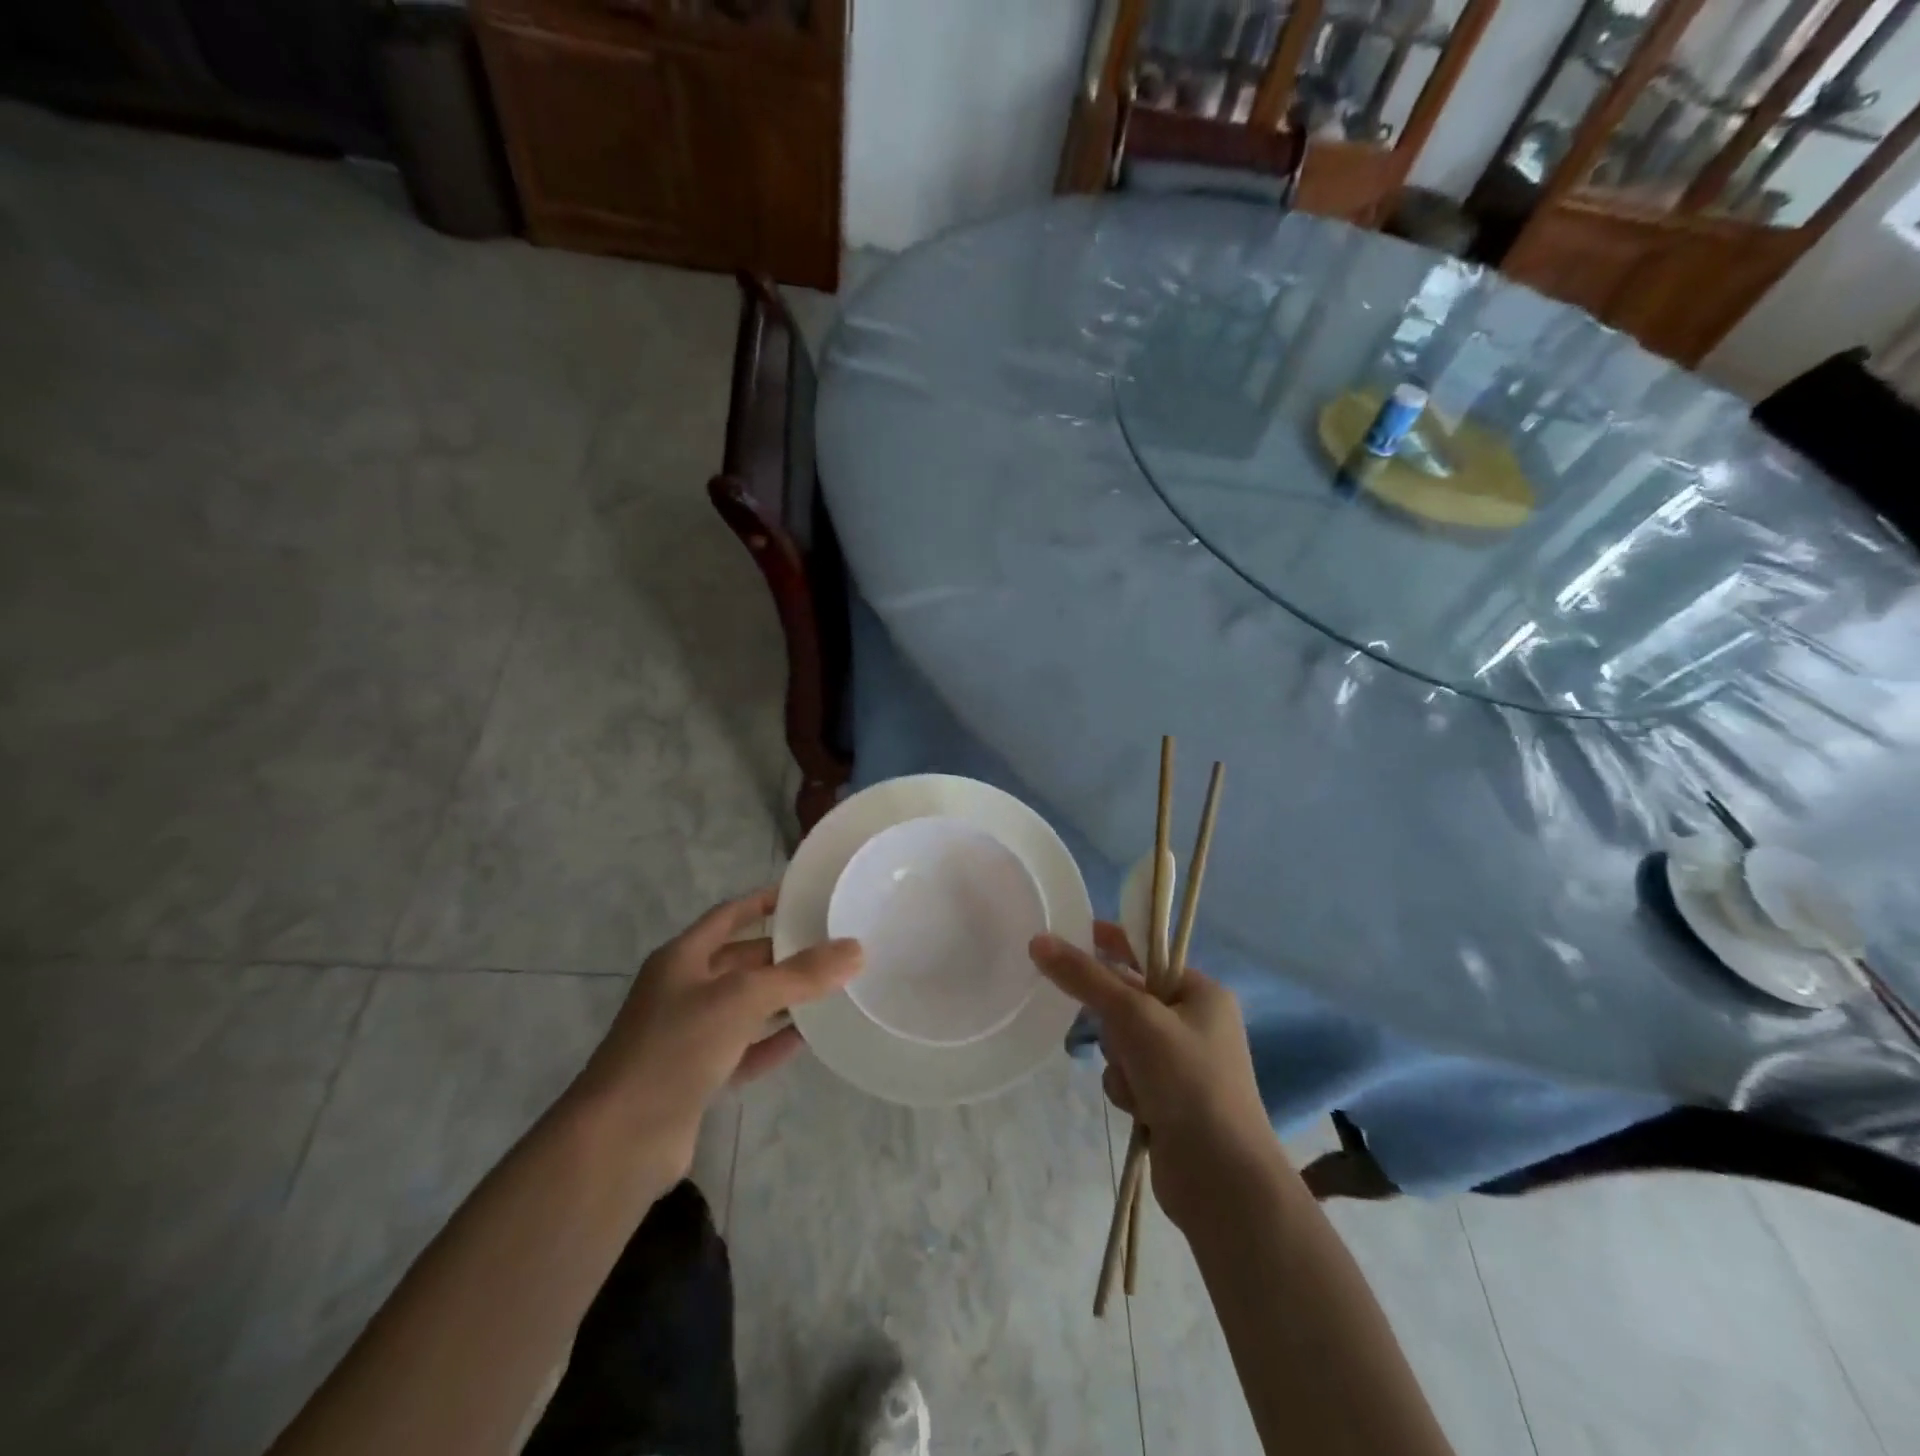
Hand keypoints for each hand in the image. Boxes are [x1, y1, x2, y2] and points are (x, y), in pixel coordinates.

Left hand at [574, 888, 862, 1175]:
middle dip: (781, 954)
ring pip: (744, 1007)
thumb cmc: (676, 1048)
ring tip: (830, 989)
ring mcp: (687, 1036)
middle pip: (740, 962)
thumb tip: (855, 949)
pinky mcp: (696, 1078)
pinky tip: (806, 1038)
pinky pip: (743, 1050)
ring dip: (781, 999)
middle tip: (831, 947)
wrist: (620, 1140)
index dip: (762, 902)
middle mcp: (682, 991)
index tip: (802, 895)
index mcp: (682, 959)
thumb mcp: (742, 998)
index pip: (728, 916)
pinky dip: (771, 1042)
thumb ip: (800, 975)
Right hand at [1030, 923, 1274, 1227]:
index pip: (1148, 953)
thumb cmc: (1187, 1080)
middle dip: (1115, 1021)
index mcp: (1202, 992)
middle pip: (1129, 999)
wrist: (1220, 1178)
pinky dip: (1126, 1087)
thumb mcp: (1134, 1018)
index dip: (1111, 943)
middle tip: (1117, 1036)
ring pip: (1123, 1040)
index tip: (1073, 935)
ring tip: (1135, 1084)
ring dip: (1119, 1060)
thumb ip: (1085, 978)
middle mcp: (1196, 1022)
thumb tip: (1038, 941)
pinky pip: (1128, 1074)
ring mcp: (1183, 1064)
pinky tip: (1139, 1109)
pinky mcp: (1169, 1099)